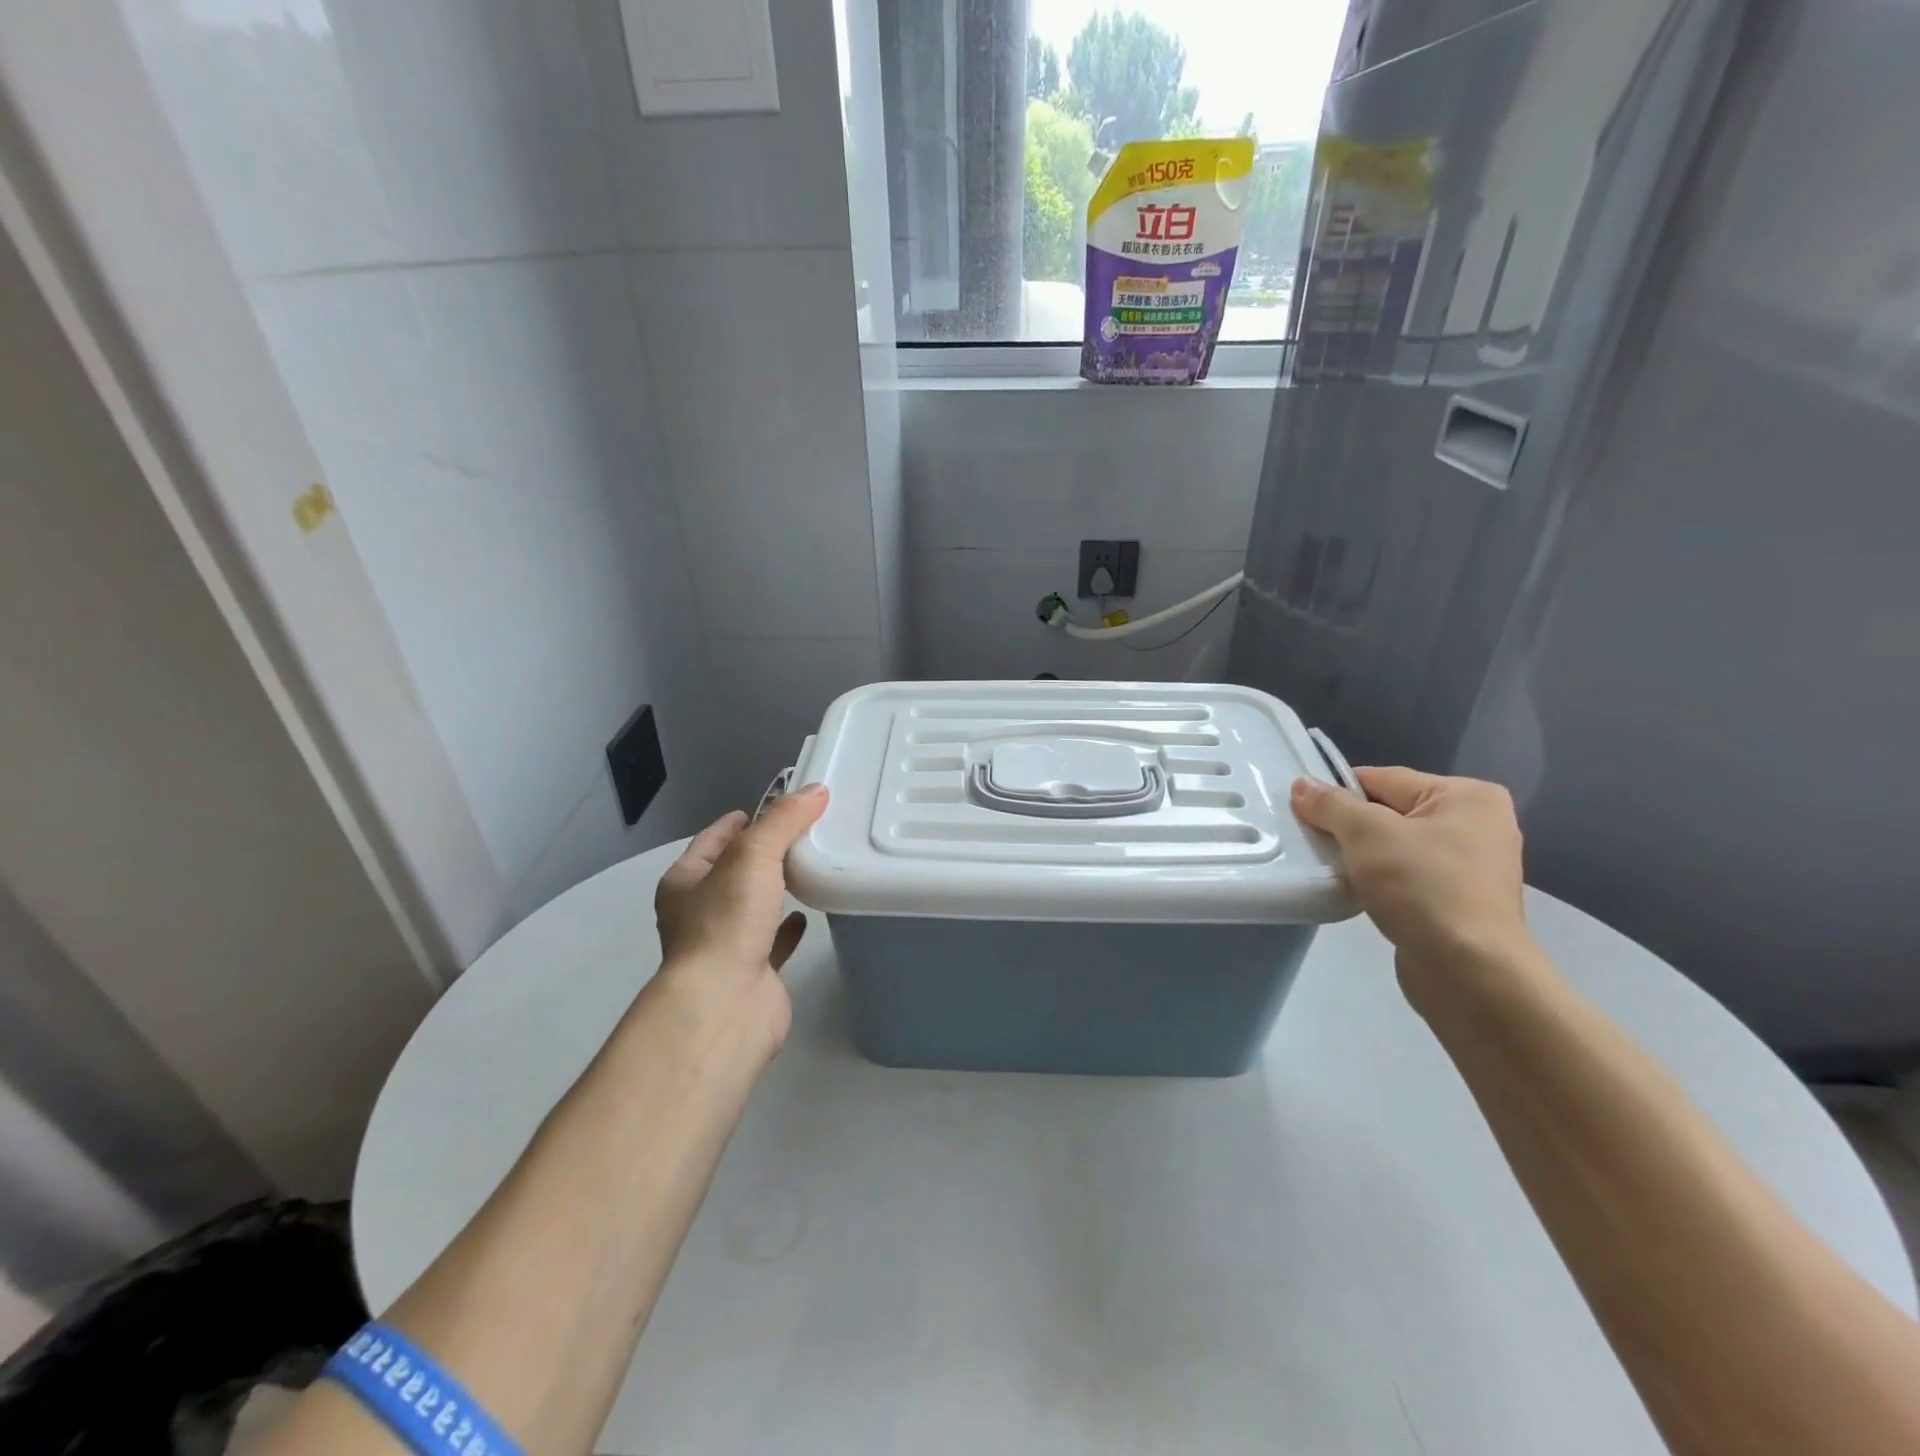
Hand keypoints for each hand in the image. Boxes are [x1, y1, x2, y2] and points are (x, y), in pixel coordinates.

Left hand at [650, 784, 828, 1055]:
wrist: (724, 1005)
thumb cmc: (727, 922)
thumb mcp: (753, 856)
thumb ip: (784, 821)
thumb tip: (816, 790)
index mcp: (685, 883)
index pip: (712, 840)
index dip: (738, 821)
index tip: (769, 806)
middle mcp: (699, 912)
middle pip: (733, 872)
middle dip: (762, 853)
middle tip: (801, 832)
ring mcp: (725, 945)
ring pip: (752, 907)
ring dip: (774, 889)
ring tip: (809, 865)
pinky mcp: (753, 972)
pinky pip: (773, 941)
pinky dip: (789, 927)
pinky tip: (808, 913)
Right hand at [1291, 766, 1530, 974]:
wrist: (1469, 972)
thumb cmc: (1423, 887)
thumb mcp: (1367, 834)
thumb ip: (1331, 805)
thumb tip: (1302, 784)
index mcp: (1467, 796)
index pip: (1383, 779)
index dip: (1339, 793)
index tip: (1303, 812)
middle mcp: (1478, 824)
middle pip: (1389, 812)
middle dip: (1349, 827)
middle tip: (1313, 841)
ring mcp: (1471, 866)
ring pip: (1395, 846)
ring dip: (1361, 856)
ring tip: (1331, 868)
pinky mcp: (1458, 901)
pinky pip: (1406, 876)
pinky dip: (1379, 880)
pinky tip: (1356, 891)